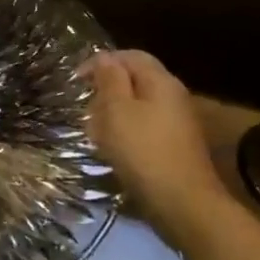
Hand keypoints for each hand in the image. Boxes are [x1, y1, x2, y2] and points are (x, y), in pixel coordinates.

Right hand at [85, 50, 228, 232]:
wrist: (183, 204)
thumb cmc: (143, 151)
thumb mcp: (117, 110)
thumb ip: (110, 80)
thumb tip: (104, 58)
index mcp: (160, 81)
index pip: (130, 56)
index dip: (101, 62)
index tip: (77, 80)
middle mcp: (173, 96)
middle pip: (136, 80)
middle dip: (107, 89)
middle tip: (85, 107)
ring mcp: (177, 122)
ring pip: (139, 106)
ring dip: (114, 113)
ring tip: (94, 131)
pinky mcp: (175, 146)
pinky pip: (145, 128)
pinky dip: (126, 132)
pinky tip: (113, 149)